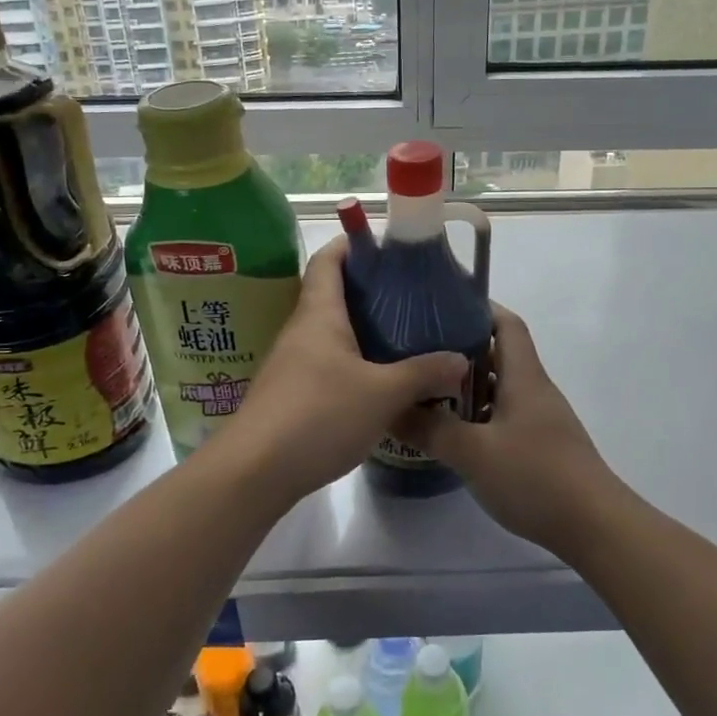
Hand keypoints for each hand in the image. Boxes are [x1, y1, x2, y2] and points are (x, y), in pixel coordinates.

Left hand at [225, 237, 467, 498]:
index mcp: (319, 314)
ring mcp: (292, 363)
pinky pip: (326, 362)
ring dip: (362, 329)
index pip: (329, 259)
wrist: (255, 471)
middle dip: (369, 289)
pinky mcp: (291, 394)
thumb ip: (423, 374)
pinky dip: (353, 360)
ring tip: (403, 335)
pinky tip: (378, 380)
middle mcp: (301, 330)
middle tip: (411, 295)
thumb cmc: (318, 415)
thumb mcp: (382, 394)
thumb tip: (461, 360)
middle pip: (332, 293)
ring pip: (330, 332)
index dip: (353, 243)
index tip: (387, 246)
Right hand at [394, 304, 619, 555]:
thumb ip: (430, 429)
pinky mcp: (542, 447)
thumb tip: (391, 409)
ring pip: (500, 389)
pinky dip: (479, 417)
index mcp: (524, 377)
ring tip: (427, 394)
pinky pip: (505, 417)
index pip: (506, 324)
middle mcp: (535, 390)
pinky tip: (455, 435)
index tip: (443, 306)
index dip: (479, 308)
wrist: (594, 526)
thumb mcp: (473, 452)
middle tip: (420, 354)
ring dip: (468, 388)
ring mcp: (541, 420)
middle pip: (499, 355)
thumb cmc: (535, 476)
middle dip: (460, 351)